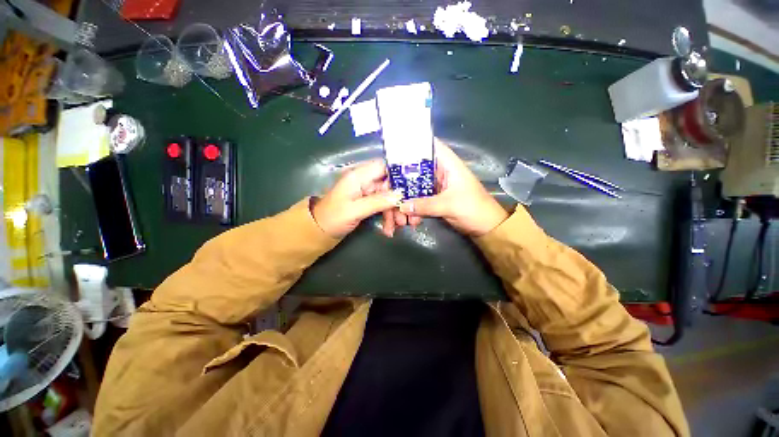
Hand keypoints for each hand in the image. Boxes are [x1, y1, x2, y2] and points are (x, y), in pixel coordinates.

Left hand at [311, 160, 402, 237]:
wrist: (319, 231)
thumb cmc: (333, 217)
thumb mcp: (355, 210)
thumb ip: (378, 201)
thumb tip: (400, 195)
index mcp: (359, 176)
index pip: (385, 167)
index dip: (400, 176)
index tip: (412, 190)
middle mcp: (365, 181)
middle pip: (390, 185)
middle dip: (400, 201)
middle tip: (409, 217)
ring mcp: (367, 192)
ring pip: (388, 197)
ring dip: (395, 212)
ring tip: (399, 226)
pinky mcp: (368, 203)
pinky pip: (383, 207)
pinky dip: (388, 217)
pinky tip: (389, 230)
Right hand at [399, 138, 508, 235]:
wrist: (486, 227)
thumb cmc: (473, 209)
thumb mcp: (449, 205)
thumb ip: (425, 205)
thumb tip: (402, 205)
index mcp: (448, 164)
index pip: (429, 145)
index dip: (413, 144)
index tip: (394, 150)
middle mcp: (440, 171)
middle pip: (417, 167)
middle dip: (403, 176)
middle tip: (388, 183)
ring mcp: (437, 185)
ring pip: (416, 184)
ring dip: (406, 194)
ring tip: (396, 203)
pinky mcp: (435, 197)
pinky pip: (419, 197)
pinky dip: (412, 204)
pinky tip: (407, 214)